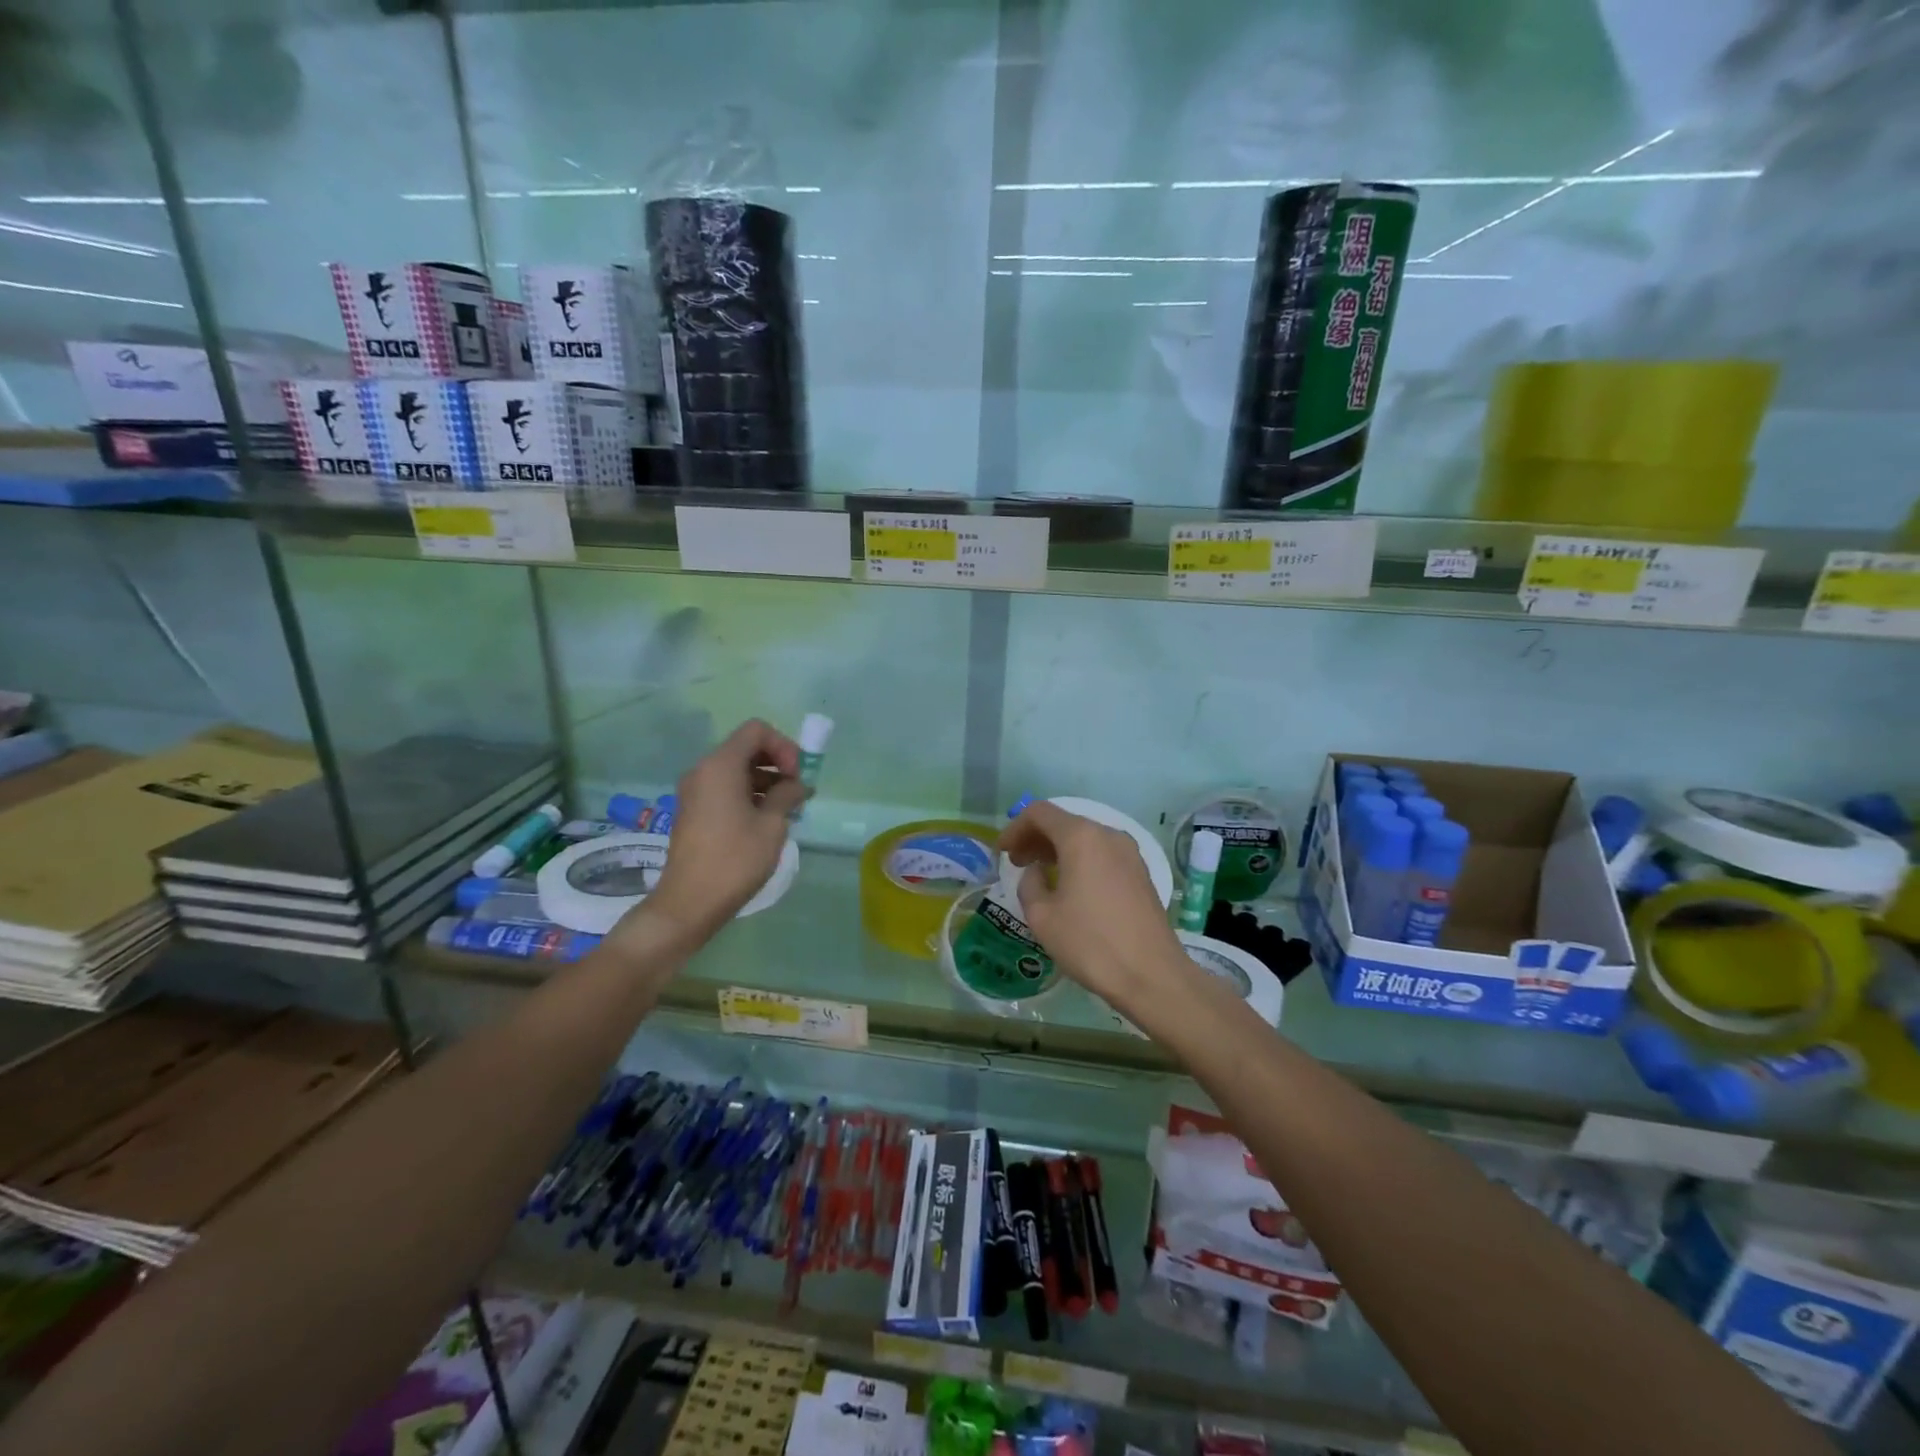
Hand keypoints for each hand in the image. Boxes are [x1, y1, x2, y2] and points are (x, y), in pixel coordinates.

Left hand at [639, 719, 808, 942]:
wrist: (690, 903)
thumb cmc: (735, 860)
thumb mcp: (772, 825)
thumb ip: (787, 795)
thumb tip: (796, 784)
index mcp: (720, 766)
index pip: (756, 730)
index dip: (783, 746)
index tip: (797, 776)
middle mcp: (703, 770)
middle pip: (745, 747)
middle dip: (777, 762)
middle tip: (798, 791)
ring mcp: (695, 791)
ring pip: (736, 769)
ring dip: (765, 780)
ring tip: (788, 808)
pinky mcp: (693, 810)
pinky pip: (725, 787)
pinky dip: (748, 793)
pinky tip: (767, 819)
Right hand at [998, 800, 1188, 1014]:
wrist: (1152, 975)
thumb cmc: (1090, 943)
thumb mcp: (1042, 917)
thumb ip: (1030, 884)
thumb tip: (1038, 872)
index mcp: (1081, 837)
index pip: (1040, 813)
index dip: (1015, 828)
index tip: (1002, 853)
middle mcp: (1108, 835)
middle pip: (1064, 822)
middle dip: (1036, 838)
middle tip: (1016, 864)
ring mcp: (1130, 852)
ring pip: (1085, 838)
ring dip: (1058, 849)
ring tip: (1040, 875)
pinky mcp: (1141, 872)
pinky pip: (1102, 854)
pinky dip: (1080, 860)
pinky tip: (1070, 886)